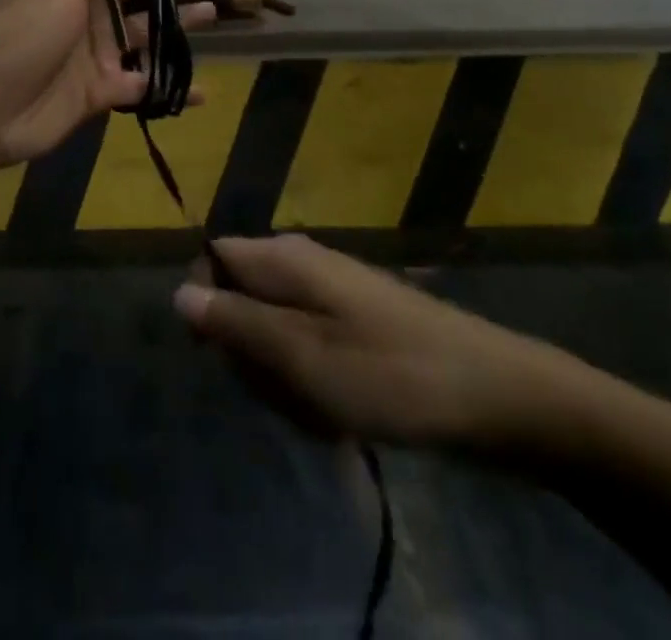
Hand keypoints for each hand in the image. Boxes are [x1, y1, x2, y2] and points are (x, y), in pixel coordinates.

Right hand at [174, 235, 590, 452]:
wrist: (492, 395)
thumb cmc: (388, 374)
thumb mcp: (300, 357)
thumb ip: (235, 323)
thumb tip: (179, 292)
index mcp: (284, 258)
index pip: (214, 257)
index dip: (208, 304)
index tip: (226, 355)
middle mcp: (302, 262)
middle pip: (241, 299)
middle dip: (251, 353)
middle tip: (287, 392)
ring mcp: (331, 291)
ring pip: (273, 331)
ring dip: (283, 378)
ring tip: (322, 410)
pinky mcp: (353, 321)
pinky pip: (307, 347)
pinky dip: (313, 383)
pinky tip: (342, 414)